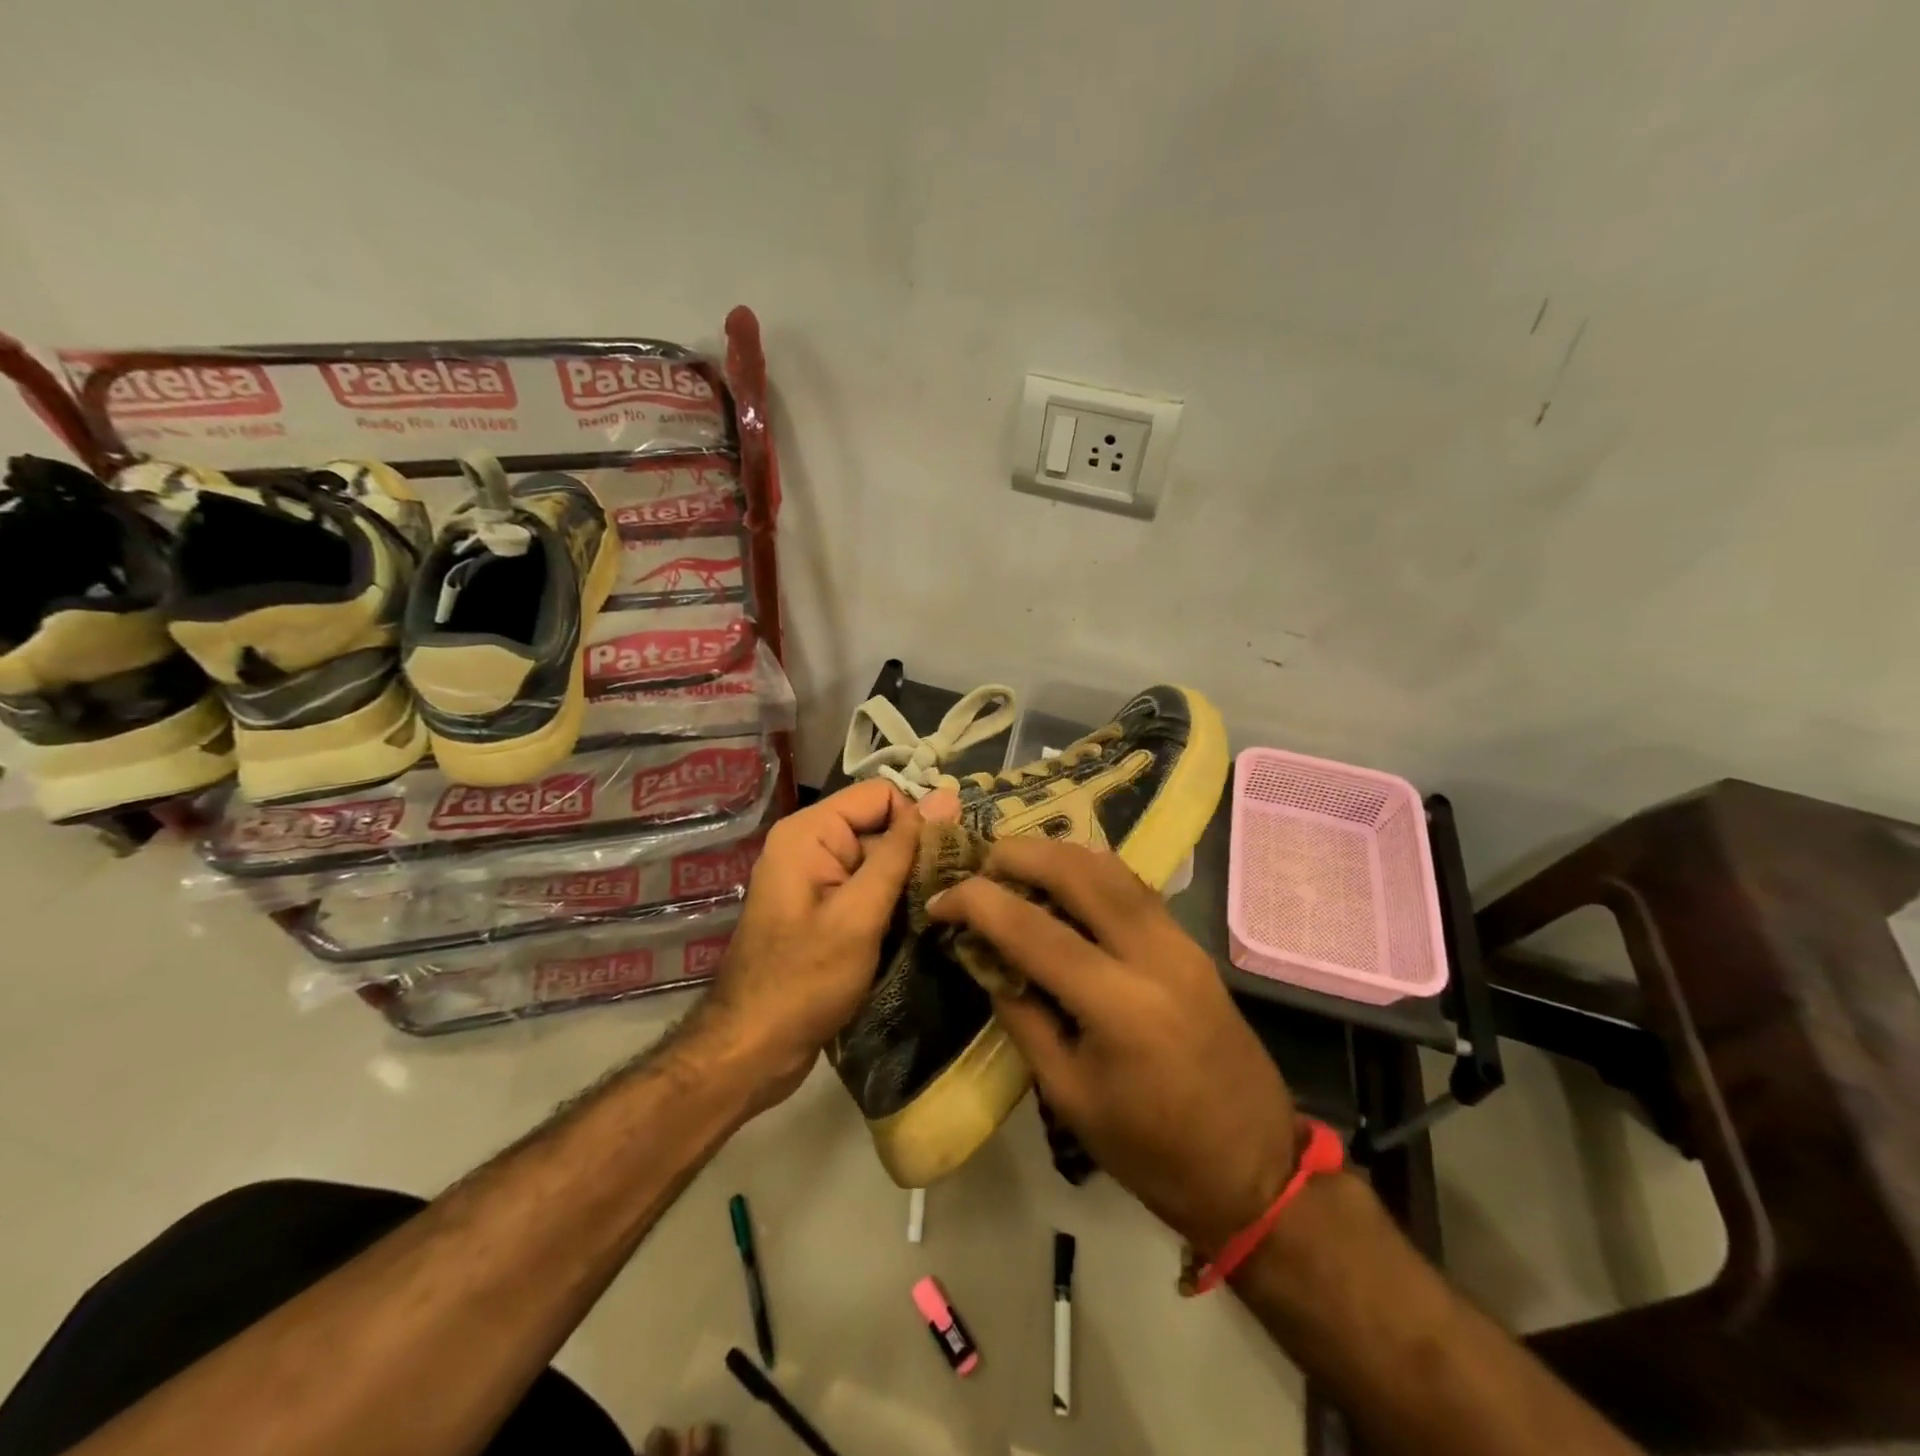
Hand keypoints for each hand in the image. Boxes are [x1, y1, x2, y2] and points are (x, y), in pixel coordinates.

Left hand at [703, 780, 920, 1109]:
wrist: (752, 1050)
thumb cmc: (804, 981)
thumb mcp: (859, 913)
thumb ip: (902, 853)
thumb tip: (946, 796)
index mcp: (810, 831)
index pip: (882, 794)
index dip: (917, 821)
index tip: (949, 859)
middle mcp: (810, 843)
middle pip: (880, 825)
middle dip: (917, 853)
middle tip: (955, 891)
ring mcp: (816, 878)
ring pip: (879, 859)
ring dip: (909, 881)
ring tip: (942, 909)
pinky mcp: (824, 908)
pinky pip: (867, 887)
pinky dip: (892, 901)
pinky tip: (918, 925)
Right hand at [927, 838, 1296, 1252]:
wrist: (1254, 1168)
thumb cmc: (1151, 1151)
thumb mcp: (1069, 1094)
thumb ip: (1023, 1015)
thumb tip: (986, 957)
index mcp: (1118, 1005)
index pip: (1032, 929)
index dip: (977, 904)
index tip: (941, 899)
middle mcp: (1154, 955)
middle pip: (1079, 871)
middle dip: (1021, 854)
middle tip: (980, 865)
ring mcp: (1180, 942)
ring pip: (1112, 867)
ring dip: (1058, 855)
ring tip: (1015, 866)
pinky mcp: (1193, 943)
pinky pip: (1134, 887)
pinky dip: (1091, 872)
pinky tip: (1065, 885)